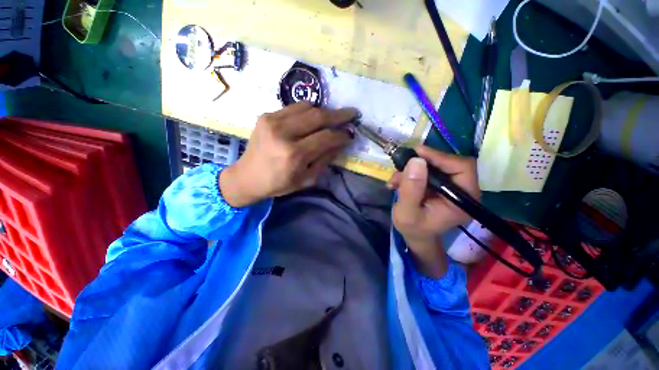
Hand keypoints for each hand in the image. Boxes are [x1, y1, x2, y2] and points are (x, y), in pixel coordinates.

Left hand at [220, 102, 356, 206]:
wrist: (248, 176)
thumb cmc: (279, 183)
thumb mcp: (306, 178)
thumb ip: (325, 159)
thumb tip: (340, 142)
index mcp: (294, 154)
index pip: (326, 137)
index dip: (341, 134)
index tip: (351, 134)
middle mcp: (283, 133)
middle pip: (318, 117)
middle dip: (339, 115)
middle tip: (352, 113)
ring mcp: (272, 121)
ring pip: (307, 107)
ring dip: (323, 111)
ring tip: (331, 118)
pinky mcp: (266, 115)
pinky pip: (294, 107)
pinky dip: (307, 110)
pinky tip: (311, 119)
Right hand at [389, 146, 479, 276]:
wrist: (415, 235)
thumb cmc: (413, 228)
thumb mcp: (407, 212)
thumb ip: (411, 189)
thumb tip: (416, 160)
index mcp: (463, 200)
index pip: (462, 168)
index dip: (440, 157)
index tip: (416, 153)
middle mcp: (463, 190)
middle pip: (449, 162)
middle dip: (422, 162)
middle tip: (401, 164)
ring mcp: (451, 186)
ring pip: (435, 164)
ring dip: (412, 168)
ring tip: (395, 180)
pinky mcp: (440, 184)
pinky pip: (427, 169)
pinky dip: (410, 172)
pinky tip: (397, 181)